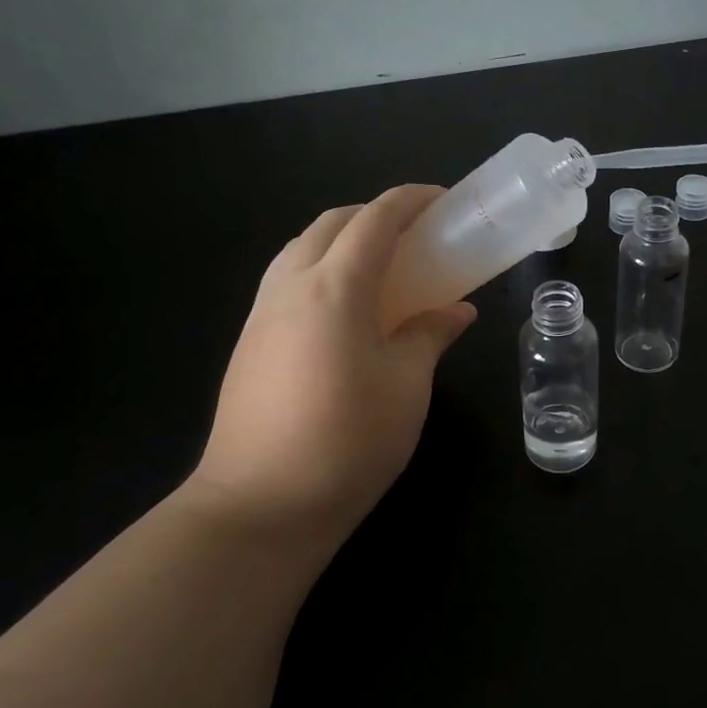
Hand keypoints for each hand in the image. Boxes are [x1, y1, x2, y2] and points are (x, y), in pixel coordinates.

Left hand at [184, 185, 476, 559]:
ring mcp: (262, 313)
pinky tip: (344, 311)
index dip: (411, 201)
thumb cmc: (348, 441)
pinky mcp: (249, 342)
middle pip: (331, 223)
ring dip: (342, 240)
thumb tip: (457, 311)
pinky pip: (287, 280)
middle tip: (415, 235)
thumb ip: (430, 335)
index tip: (443, 200)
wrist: (259, 506)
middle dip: (374, 214)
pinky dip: (320, 270)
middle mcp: (291, 286)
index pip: (375, 220)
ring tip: (381, 269)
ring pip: (301, 248)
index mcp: (334, 287)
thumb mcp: (407, 385)